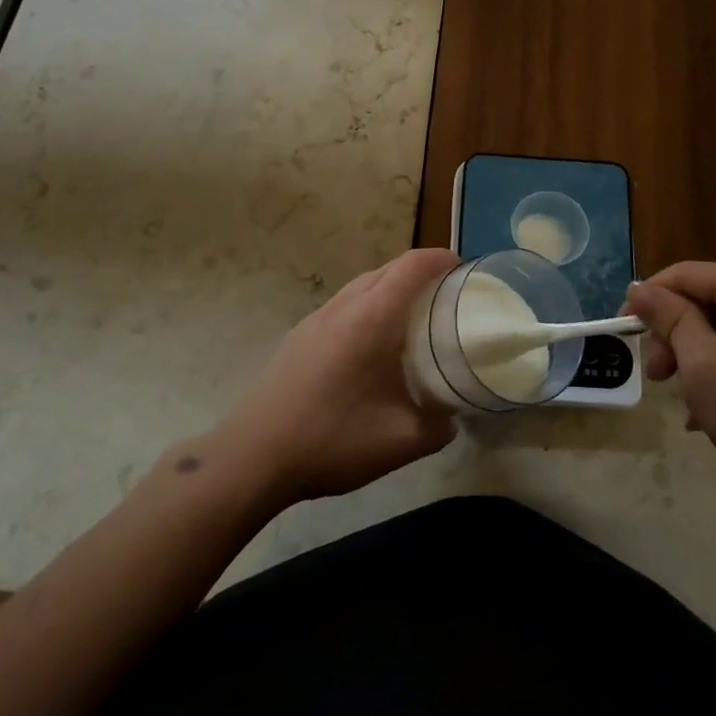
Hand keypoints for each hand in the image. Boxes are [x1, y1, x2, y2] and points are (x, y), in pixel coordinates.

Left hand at [210, 249, 460, 507]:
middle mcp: (344, 306)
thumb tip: (451, 418)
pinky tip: (370, 346)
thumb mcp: (400, 442)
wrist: (253, 456)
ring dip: (390, 288)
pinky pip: (343, 305)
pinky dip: (367, 306)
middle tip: (445, 296)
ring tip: (412, 318)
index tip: (462, 268)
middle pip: (387, 269)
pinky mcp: (299, 336)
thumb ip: (437, 427)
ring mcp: (316, 319)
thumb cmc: (332, 439)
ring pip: (362, 285)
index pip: (412, 266)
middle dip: (419, 271)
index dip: (440, 259)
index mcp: (372, 318)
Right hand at [623, 262, 715, 530]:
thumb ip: (670, 319)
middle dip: (674, 333)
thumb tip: (639, 287)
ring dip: (696, 357)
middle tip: (657, 377)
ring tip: (683, 402)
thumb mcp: (704, 367)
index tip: (624, 333)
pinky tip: (709, 415)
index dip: (649, 299)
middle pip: (708, 299)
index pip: (687, 273)